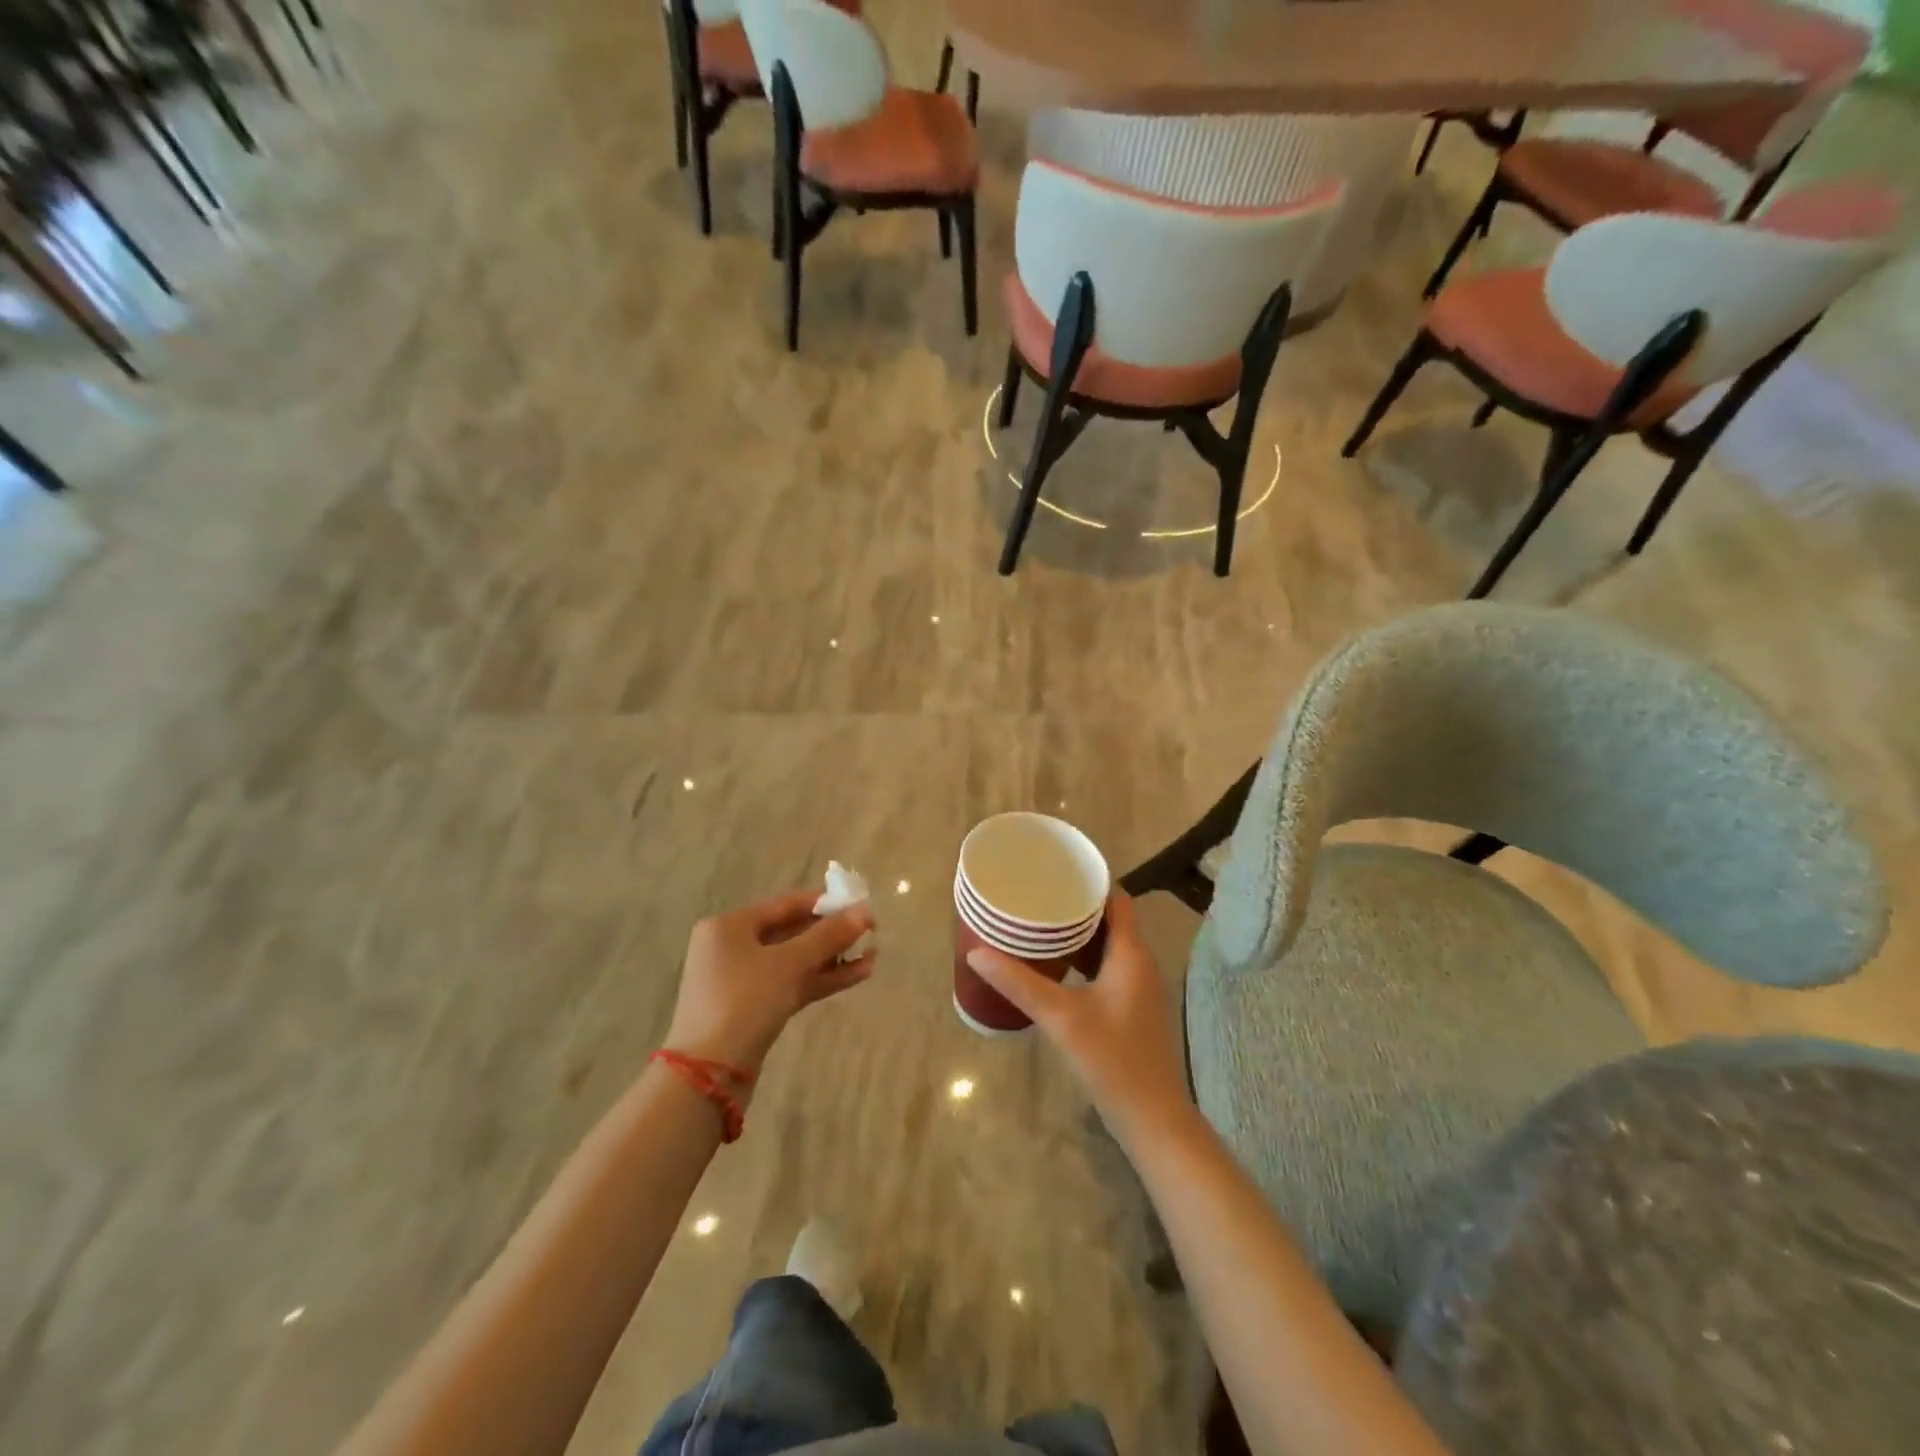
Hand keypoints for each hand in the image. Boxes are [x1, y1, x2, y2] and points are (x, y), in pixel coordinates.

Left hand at [665, 892, 875, 1076]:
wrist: (708, 1076)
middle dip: (831, 933)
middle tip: (870, 931)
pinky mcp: (754, 1009)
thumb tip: (865, 911)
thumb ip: (828, 936)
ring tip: (873, 955)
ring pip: (795, 961)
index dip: (825, 903)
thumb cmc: (744, 1002)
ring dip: (832, 958)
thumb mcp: (789, 964)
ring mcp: (742, 981)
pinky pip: (792, 984)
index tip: (860, 903)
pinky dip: (821, 979)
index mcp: (729, 926)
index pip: (785, 905)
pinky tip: (858, 975)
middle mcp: (732, 948)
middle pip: (791, 932)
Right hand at [966, 892, 1190, 1144]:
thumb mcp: (1061, 1018)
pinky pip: (1106, 967)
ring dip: (1078, 934)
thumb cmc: (1112, 1060)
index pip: (1116, 899)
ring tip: (1038, 924)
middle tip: (1036, 895)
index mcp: (1131, 954)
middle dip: (1075, 905)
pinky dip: (1082, 959)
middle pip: (1110, 919)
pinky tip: (1054, 967)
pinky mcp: (1131, 1008)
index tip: (1054, 870)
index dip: (1089, 881)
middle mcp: (1140, 963)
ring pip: (1107, 945)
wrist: (1153, 1119)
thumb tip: (976, 952)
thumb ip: (1019, 983)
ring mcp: (1138, 988)